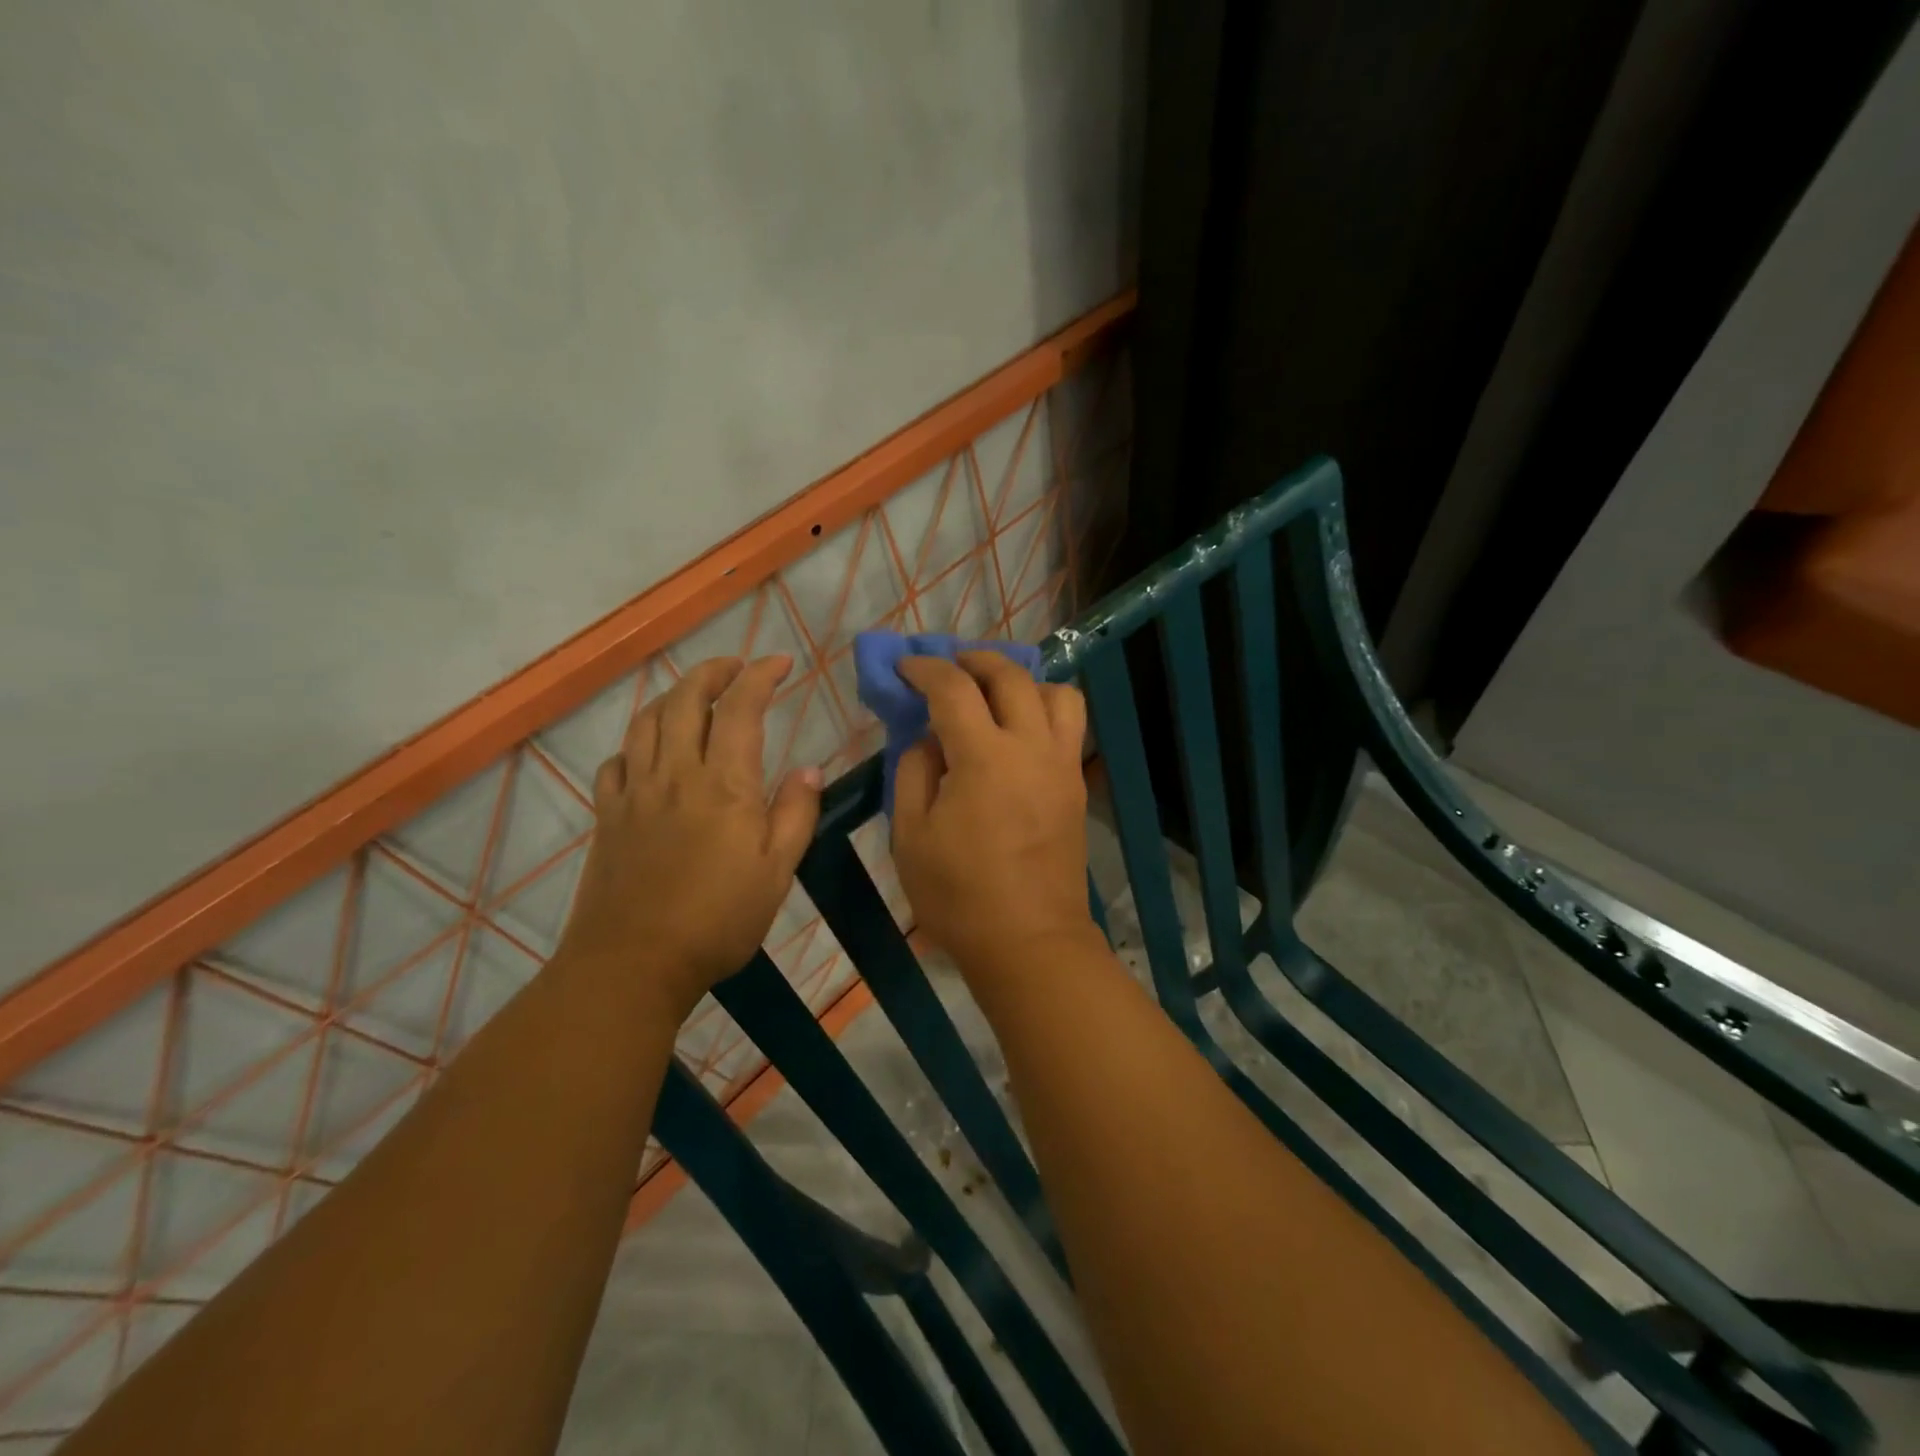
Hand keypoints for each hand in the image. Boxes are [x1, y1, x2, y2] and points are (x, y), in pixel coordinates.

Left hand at [555, 655, 821, 1020]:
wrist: (633, 963)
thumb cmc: (718, 920)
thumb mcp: (777, 872)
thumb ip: (795, 814)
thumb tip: (809, 769)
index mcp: (724, 784)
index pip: (740, 708)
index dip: (760, 675)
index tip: (780, 663)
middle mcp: (675, 774)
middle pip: (685, 700)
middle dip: (713, 672)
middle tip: (736, 667)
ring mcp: (635, 792)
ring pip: (646, 722)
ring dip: (672, 696)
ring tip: (693, 697)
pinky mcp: (608, 816)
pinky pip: (616, 762)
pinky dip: (636, 743)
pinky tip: (647, 753)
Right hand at [891, 652, 1097, 972]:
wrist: (1029, 942)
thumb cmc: (959, 896)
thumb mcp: (910, 835)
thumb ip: (913, 772)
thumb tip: (928, 738)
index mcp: (984, 758)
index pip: (953, 689)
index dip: (925, 669)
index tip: (906, 667)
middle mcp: (1030, 748)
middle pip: (1011, 676)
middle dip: (975, 659)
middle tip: (949, 665)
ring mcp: (1061, 765)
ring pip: (1056, 693)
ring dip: (1022, 681)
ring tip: (995, 694)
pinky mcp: (1077, 786)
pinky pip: (1069, 726)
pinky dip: (1044, 710)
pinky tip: (1018, 731)